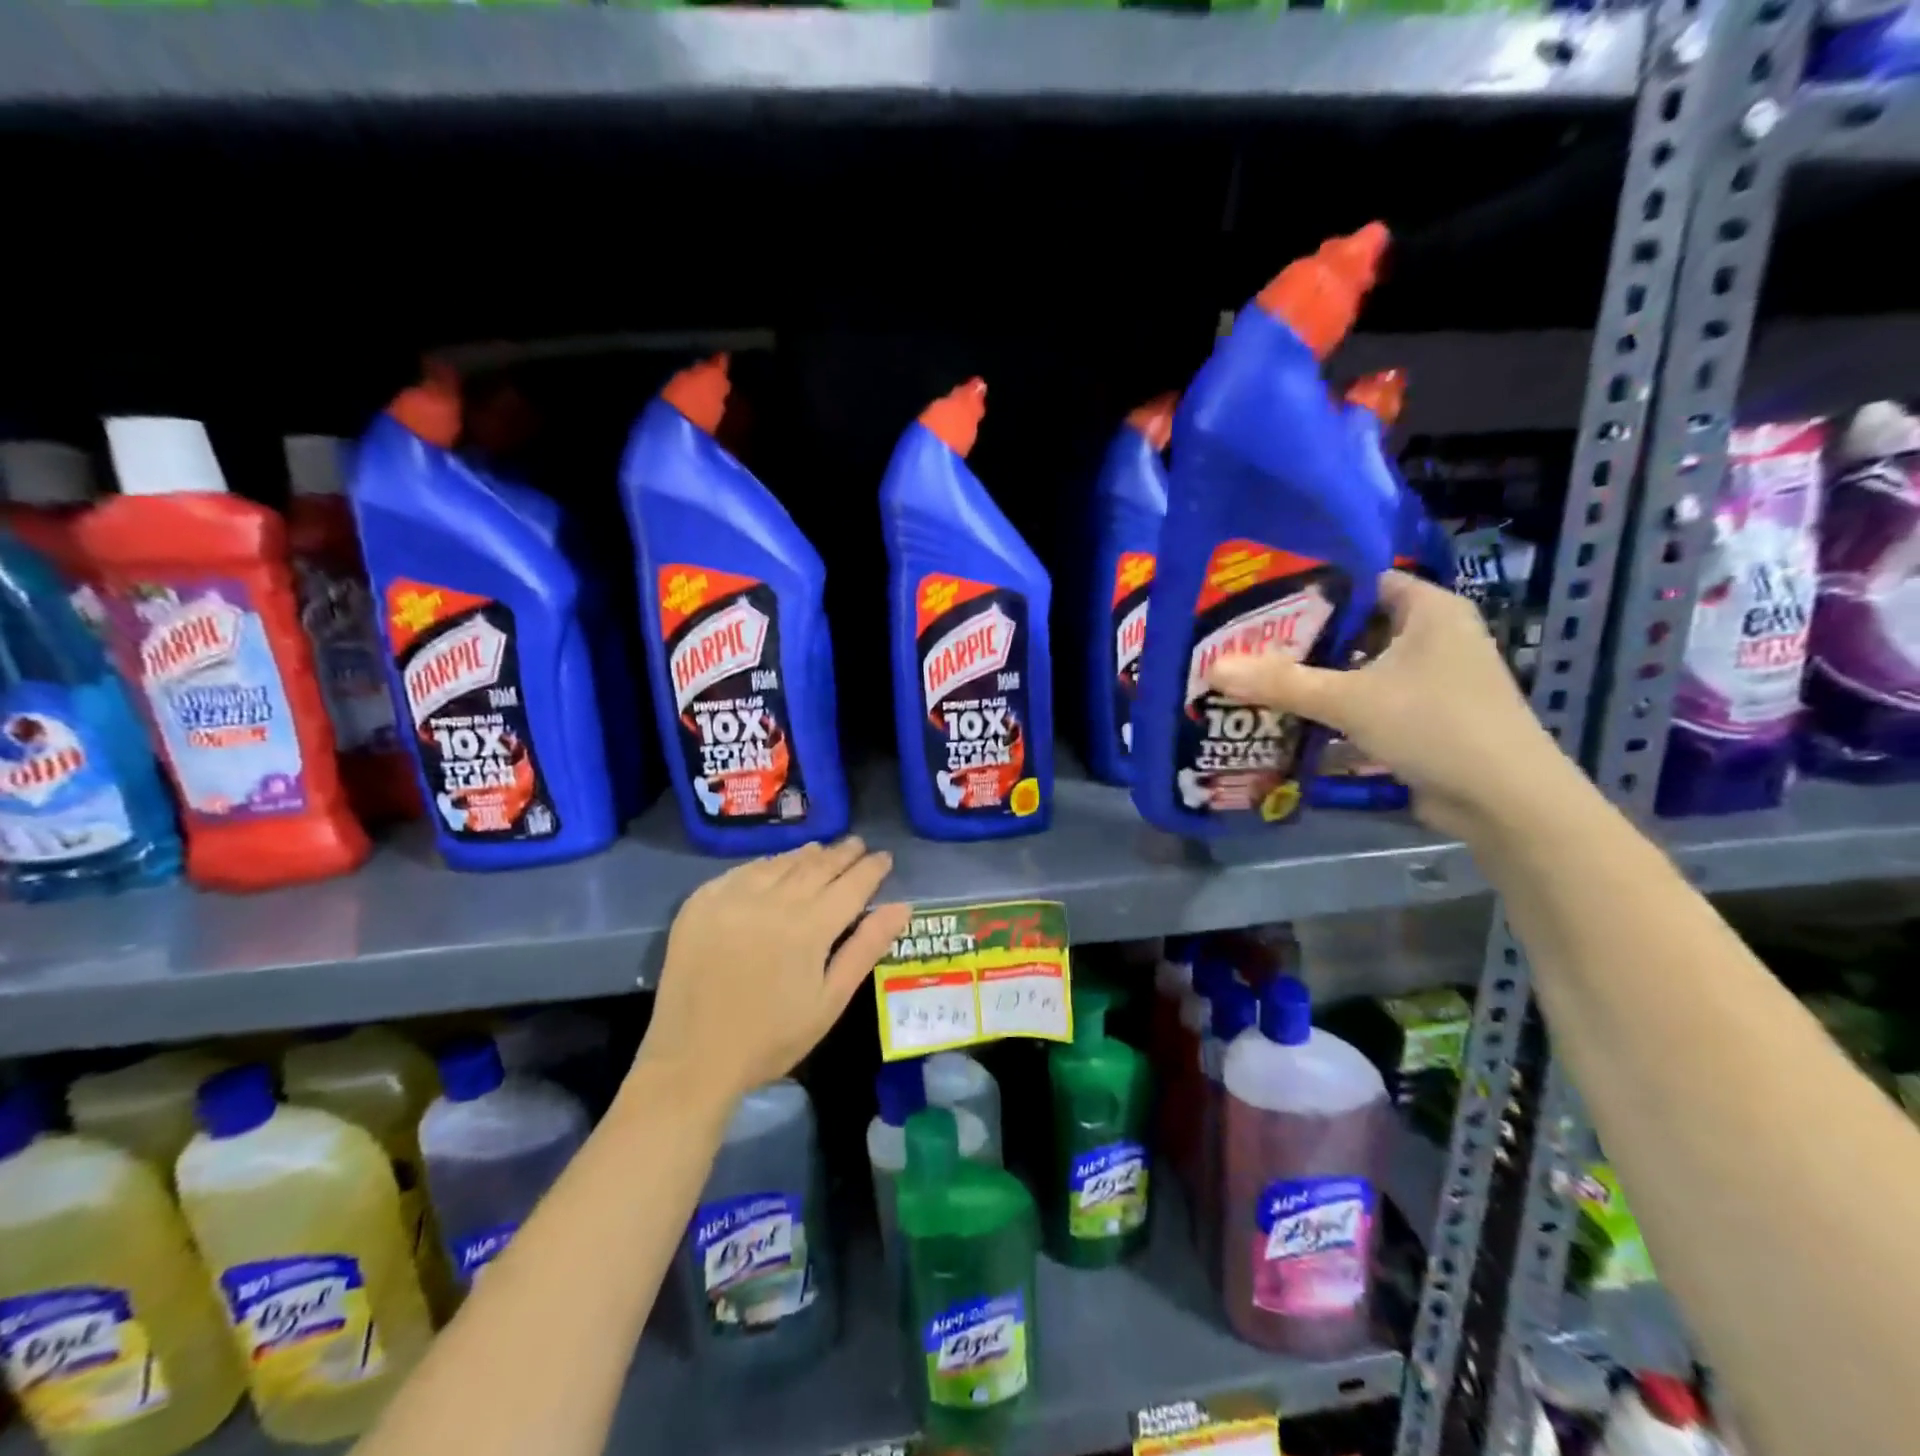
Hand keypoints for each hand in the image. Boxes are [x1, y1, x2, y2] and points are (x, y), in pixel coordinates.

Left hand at [637, 838, 911, 1111]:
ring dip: (806, 855)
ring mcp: (733, 897)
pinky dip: (766, 865)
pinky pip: (743, 871)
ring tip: (822, 850)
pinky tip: (774, 866)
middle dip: (842, 854)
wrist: (692, 1059)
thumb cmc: (772, 1038)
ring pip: (780, 863)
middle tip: (858, 845)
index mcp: (810, 927)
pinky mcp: (701, 903)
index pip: (852, 884)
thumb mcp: (830, 1000)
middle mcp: (773, 901)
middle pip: (817, 865)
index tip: (884, 857)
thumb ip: (866, 948)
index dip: (871, 869)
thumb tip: (902, 907)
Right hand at [1207, 571, 1577, 839]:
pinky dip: (1334, 709)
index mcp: (1429, 610)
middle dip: (1302, 640)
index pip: (1361, 581)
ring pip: (1358, 669)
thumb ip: (1281, 683)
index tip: (1259, 601)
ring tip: (1256, 678)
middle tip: (1245, 643)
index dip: (1311, 588)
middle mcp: (1433, 636)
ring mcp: (1431, 679)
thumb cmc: (1435, 726)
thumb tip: (1213, 667)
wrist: (1505, 801)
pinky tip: (1289, 718)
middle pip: (1354, 628)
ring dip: (1315, 679)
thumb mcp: (1350, 700)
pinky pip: (1368, 702)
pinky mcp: (1424, 717)